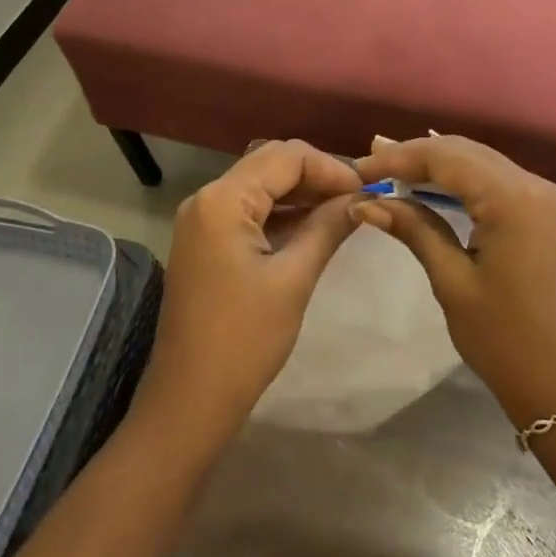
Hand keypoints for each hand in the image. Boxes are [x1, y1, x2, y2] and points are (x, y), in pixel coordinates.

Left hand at [134, 140, 362, 451]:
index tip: (366, 192)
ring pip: (261, 186)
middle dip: (317, 176)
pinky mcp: (206, 242)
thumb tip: (361, 198)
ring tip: (345, 212)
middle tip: (358, 200)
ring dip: (302, 194)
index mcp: (222, 200)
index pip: (286, 156)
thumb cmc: (243, 341)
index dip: (331, 168)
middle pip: (271, 164)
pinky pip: (250, 211)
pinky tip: (315, 227)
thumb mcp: (293, 279)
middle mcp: (207, 198)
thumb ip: (327, 228)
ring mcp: (203, 220)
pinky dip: (283, 213)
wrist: (189, 400)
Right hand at [353, 136, 555, 429]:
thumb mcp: (453, 282)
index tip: (359, 170)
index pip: (446, 157)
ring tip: (392, 167)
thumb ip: (414, 230)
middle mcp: (536, 185)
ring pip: (483, 162)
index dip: (399, 158)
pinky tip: (434, 184)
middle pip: (466, 152)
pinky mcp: (550, 214)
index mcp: (515, 198)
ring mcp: (548, 198)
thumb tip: (366, 202)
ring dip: (439, 164)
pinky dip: (464, 179)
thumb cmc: (505, 340)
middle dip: (417, 155)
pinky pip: (500, 181)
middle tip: (371, 163)